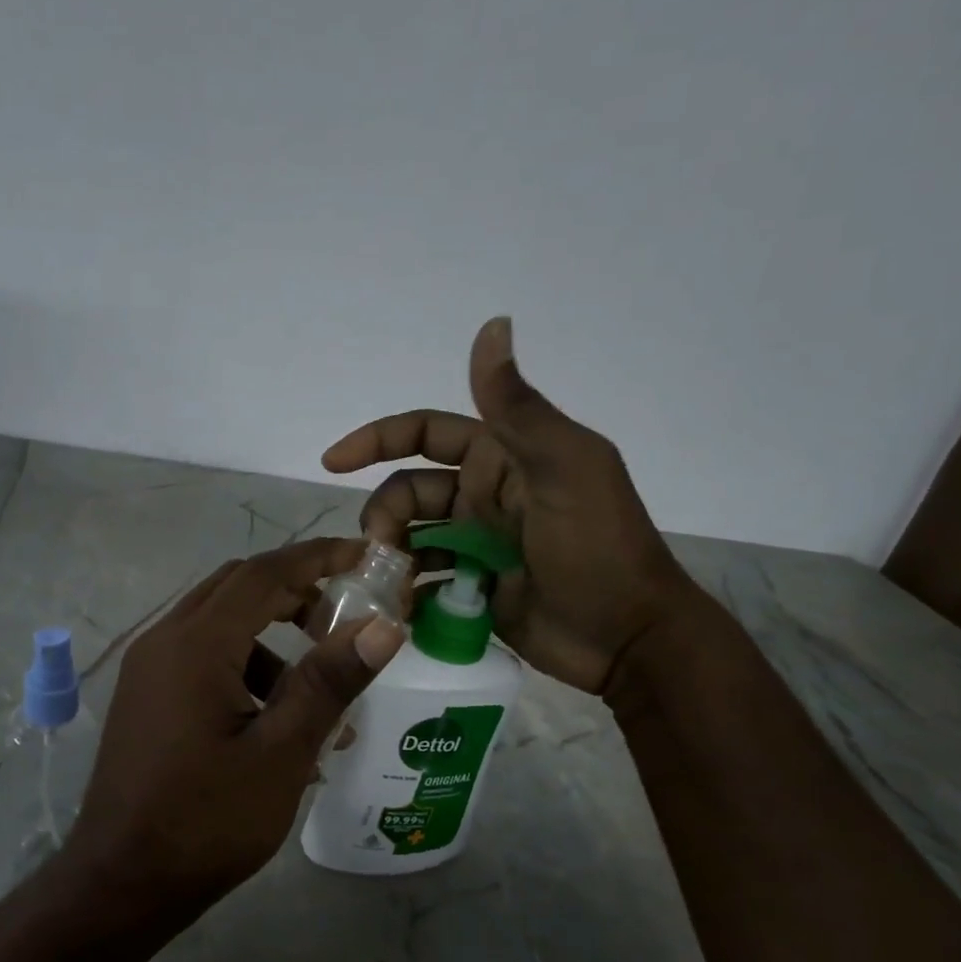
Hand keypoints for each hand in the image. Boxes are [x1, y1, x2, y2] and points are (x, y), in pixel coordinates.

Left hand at [66, 539, 407, 907]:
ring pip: (218, 624)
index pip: (263, 573)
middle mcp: (165, 641)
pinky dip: (242, 668)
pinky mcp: (146, 696)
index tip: (362, 556)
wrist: (121, 882)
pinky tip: (272, 722)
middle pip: (236, 588)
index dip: (316, 557)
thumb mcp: (281, 753)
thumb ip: (329, 682)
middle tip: (342, 617)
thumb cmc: (206, 821)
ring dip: (269, 638)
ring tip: (314, 690)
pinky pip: (200, 658)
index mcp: (196, 644)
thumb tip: (383, 627)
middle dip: (293, 591)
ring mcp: (148, 669)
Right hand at [321, 317, 698, 693]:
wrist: (627, 638)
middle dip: (383, 515)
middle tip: (379, 553)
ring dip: (389, 554)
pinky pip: (424, 581)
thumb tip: (492, 323)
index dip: (377, 440)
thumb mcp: (562, 469)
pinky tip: (400, 609)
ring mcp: (478, 545)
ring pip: (410, 537)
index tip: (333, 462)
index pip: (425, 434)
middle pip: (407, 491)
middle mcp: (484, 496)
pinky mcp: (474, 589)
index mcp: (502, 458)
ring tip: (387, 586)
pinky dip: (407, 591)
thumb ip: (517, 407)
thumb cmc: (597, 548)